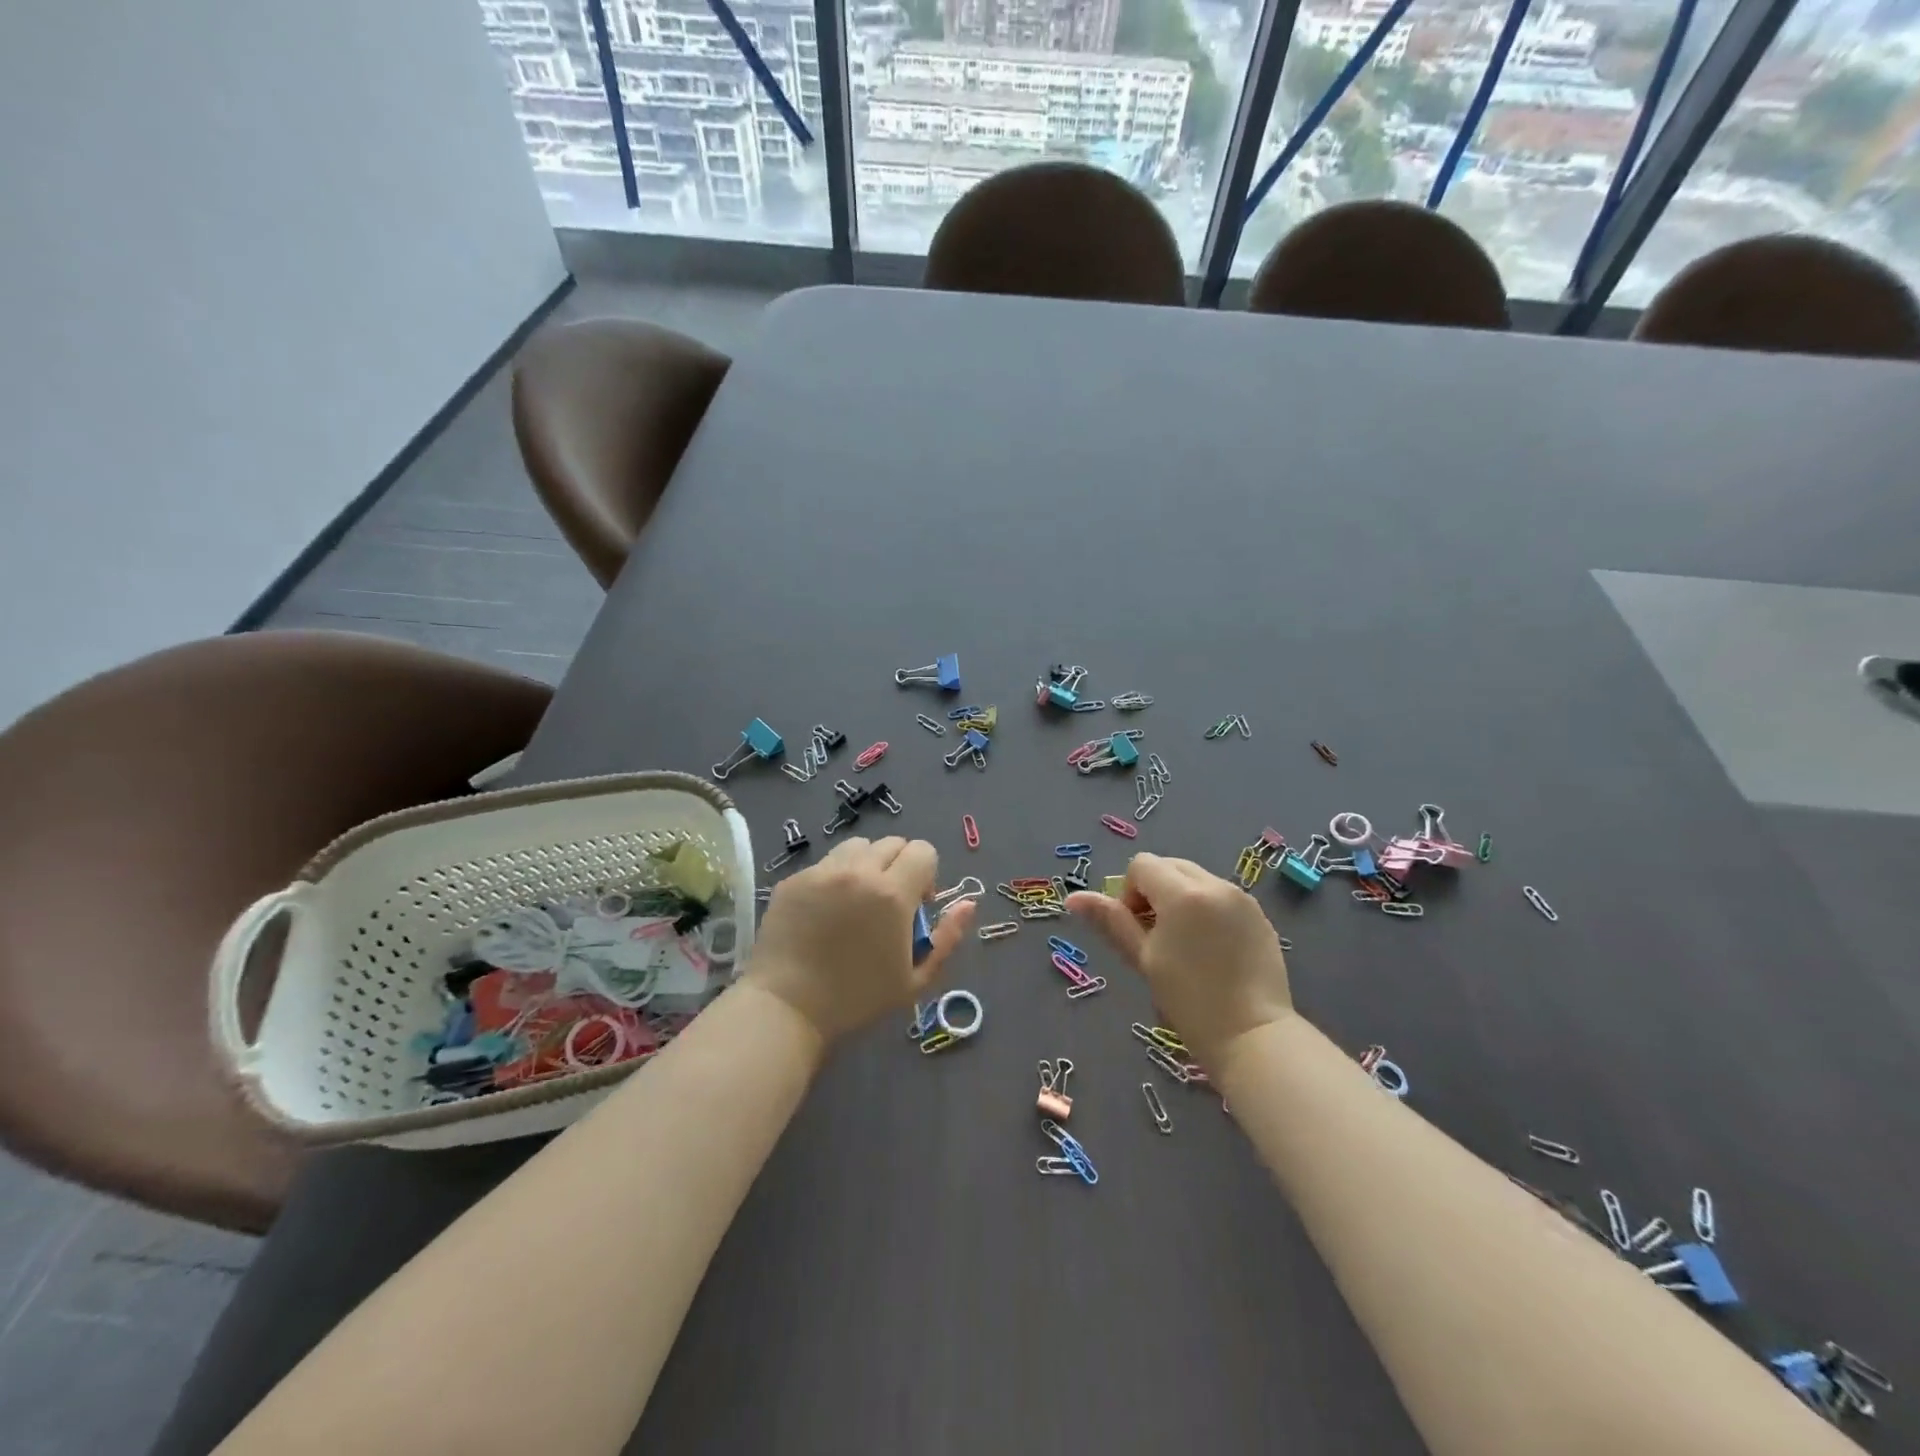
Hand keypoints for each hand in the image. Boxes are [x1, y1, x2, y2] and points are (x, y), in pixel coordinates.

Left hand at [746, 837, 974, 1043]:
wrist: (787, 1007)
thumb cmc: (856, 999)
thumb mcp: (915, 980)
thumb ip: (947, 938)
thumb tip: (969, 904)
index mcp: (892, 893)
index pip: (923, 851)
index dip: (927, 874)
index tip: (917, 905)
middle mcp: (858, 872)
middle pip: (892, 843)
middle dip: (900, 866)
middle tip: (889, 904)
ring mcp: (821, 872)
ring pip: (857, 847)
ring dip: (867, 865)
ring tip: (856, 900)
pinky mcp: (793, 880)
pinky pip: (825, 864)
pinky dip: (834, 878)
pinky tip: (825, 913)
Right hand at [1066, 853, 1292, 1069]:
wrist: (1253, 1036)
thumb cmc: (1189, 1000)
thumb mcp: (1143, 959)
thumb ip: (1111, 921)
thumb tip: (1073, 897)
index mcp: (1182, 893)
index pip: (1142, 865)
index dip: (1129, 893)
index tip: (1137, 931)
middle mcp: (1215, 884)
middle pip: (1170, 866)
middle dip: (1155, 891)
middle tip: (1156, 937)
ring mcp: (1242, 898)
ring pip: (1197, 879)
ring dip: (1181, 899)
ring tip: (1186, 945)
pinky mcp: (1260, 915)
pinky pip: (1222, 897)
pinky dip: (1208, 909)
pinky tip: (1212, 950)